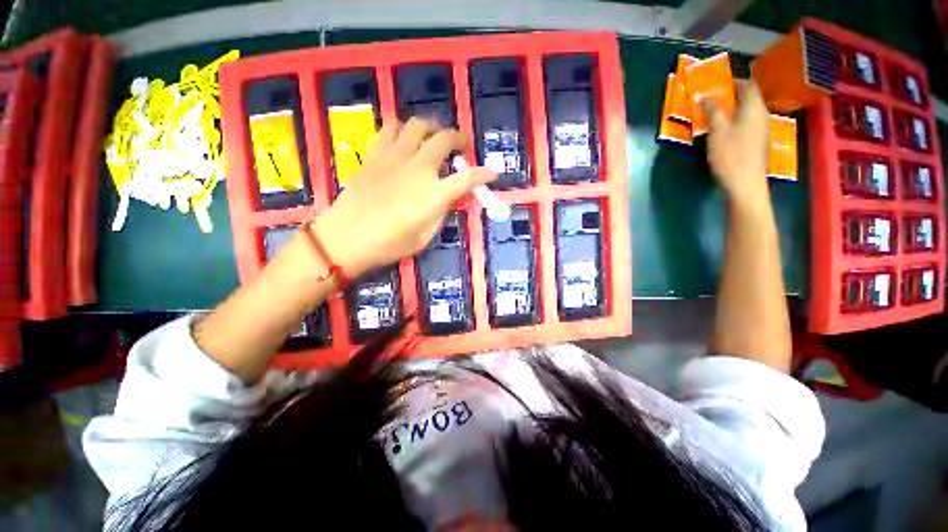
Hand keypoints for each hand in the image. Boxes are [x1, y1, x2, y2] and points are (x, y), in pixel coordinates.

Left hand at [311, 118, 495, 277]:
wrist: (345, 238)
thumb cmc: (389, 245)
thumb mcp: (424, 237)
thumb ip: (440, 213)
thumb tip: (449, 197)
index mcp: (433, 194)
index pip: (467, 179)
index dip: (483, 174)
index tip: (493, 173)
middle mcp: (418, 169)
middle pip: (443, 140)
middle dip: (458, 138)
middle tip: (462, 144)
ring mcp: (394, 158)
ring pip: (417, 126)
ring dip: (430, 128)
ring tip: (433, 136)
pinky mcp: (374, 155)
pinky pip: (389, 129)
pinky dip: (401, 129)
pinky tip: (403, 137)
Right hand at [703, 81, 770, 209]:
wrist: (746, 183)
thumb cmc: (731, 155)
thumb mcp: (717, 132)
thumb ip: (713, 112)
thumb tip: (706, 96)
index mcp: (754, 109)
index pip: (749, 86)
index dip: (735, 81)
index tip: (718, 83)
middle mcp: (762, 115)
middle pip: (750, 98)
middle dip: (733, 95)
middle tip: (713, 98)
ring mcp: (762, 129)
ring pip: (749, 111)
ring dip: (734, 108)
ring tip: (716, 113)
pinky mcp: (758, 141)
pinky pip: (748, 123)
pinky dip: (737, 120)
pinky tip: (724, 129)